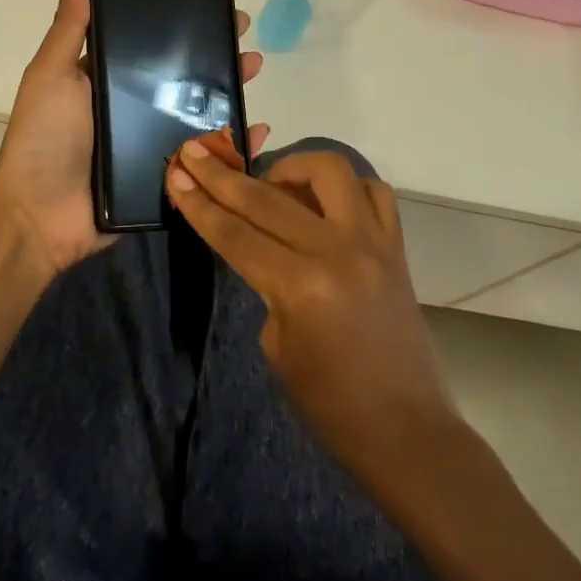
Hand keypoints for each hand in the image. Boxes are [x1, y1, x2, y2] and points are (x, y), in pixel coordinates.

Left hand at [0, 0, 267, 283]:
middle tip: (244, 41)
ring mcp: (154, 146)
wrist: (40, 215)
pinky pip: (206, 160)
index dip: (183, 29)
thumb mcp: (51, 76)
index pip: (153, 48)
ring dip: (230, 94)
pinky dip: (234, 146)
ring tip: (253, 73)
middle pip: (185, 80)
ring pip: (201, 116)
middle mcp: (135, 111)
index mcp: (110, 83)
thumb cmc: (44, 139)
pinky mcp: (167, 179)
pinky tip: (259, 130)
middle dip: (217, 58)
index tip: (214, 8)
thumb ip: (68, 31)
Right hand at [164, 136, 454, 474]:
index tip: (175, 172)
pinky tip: (324, 200)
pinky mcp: (397, 247)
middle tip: (195, 152)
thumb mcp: (276, 346)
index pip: (235, 233)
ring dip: (291, 165)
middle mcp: (337, 251)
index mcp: (299, 286)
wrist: (404, 429)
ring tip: (270, 179)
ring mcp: (373, 243)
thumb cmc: (329, 403)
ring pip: (331, 171)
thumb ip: (266, 284)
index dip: (199, 203)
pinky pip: (374, 193)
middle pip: (266, 197)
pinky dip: (345, 186)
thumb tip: (264, 245)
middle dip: (222, 175)